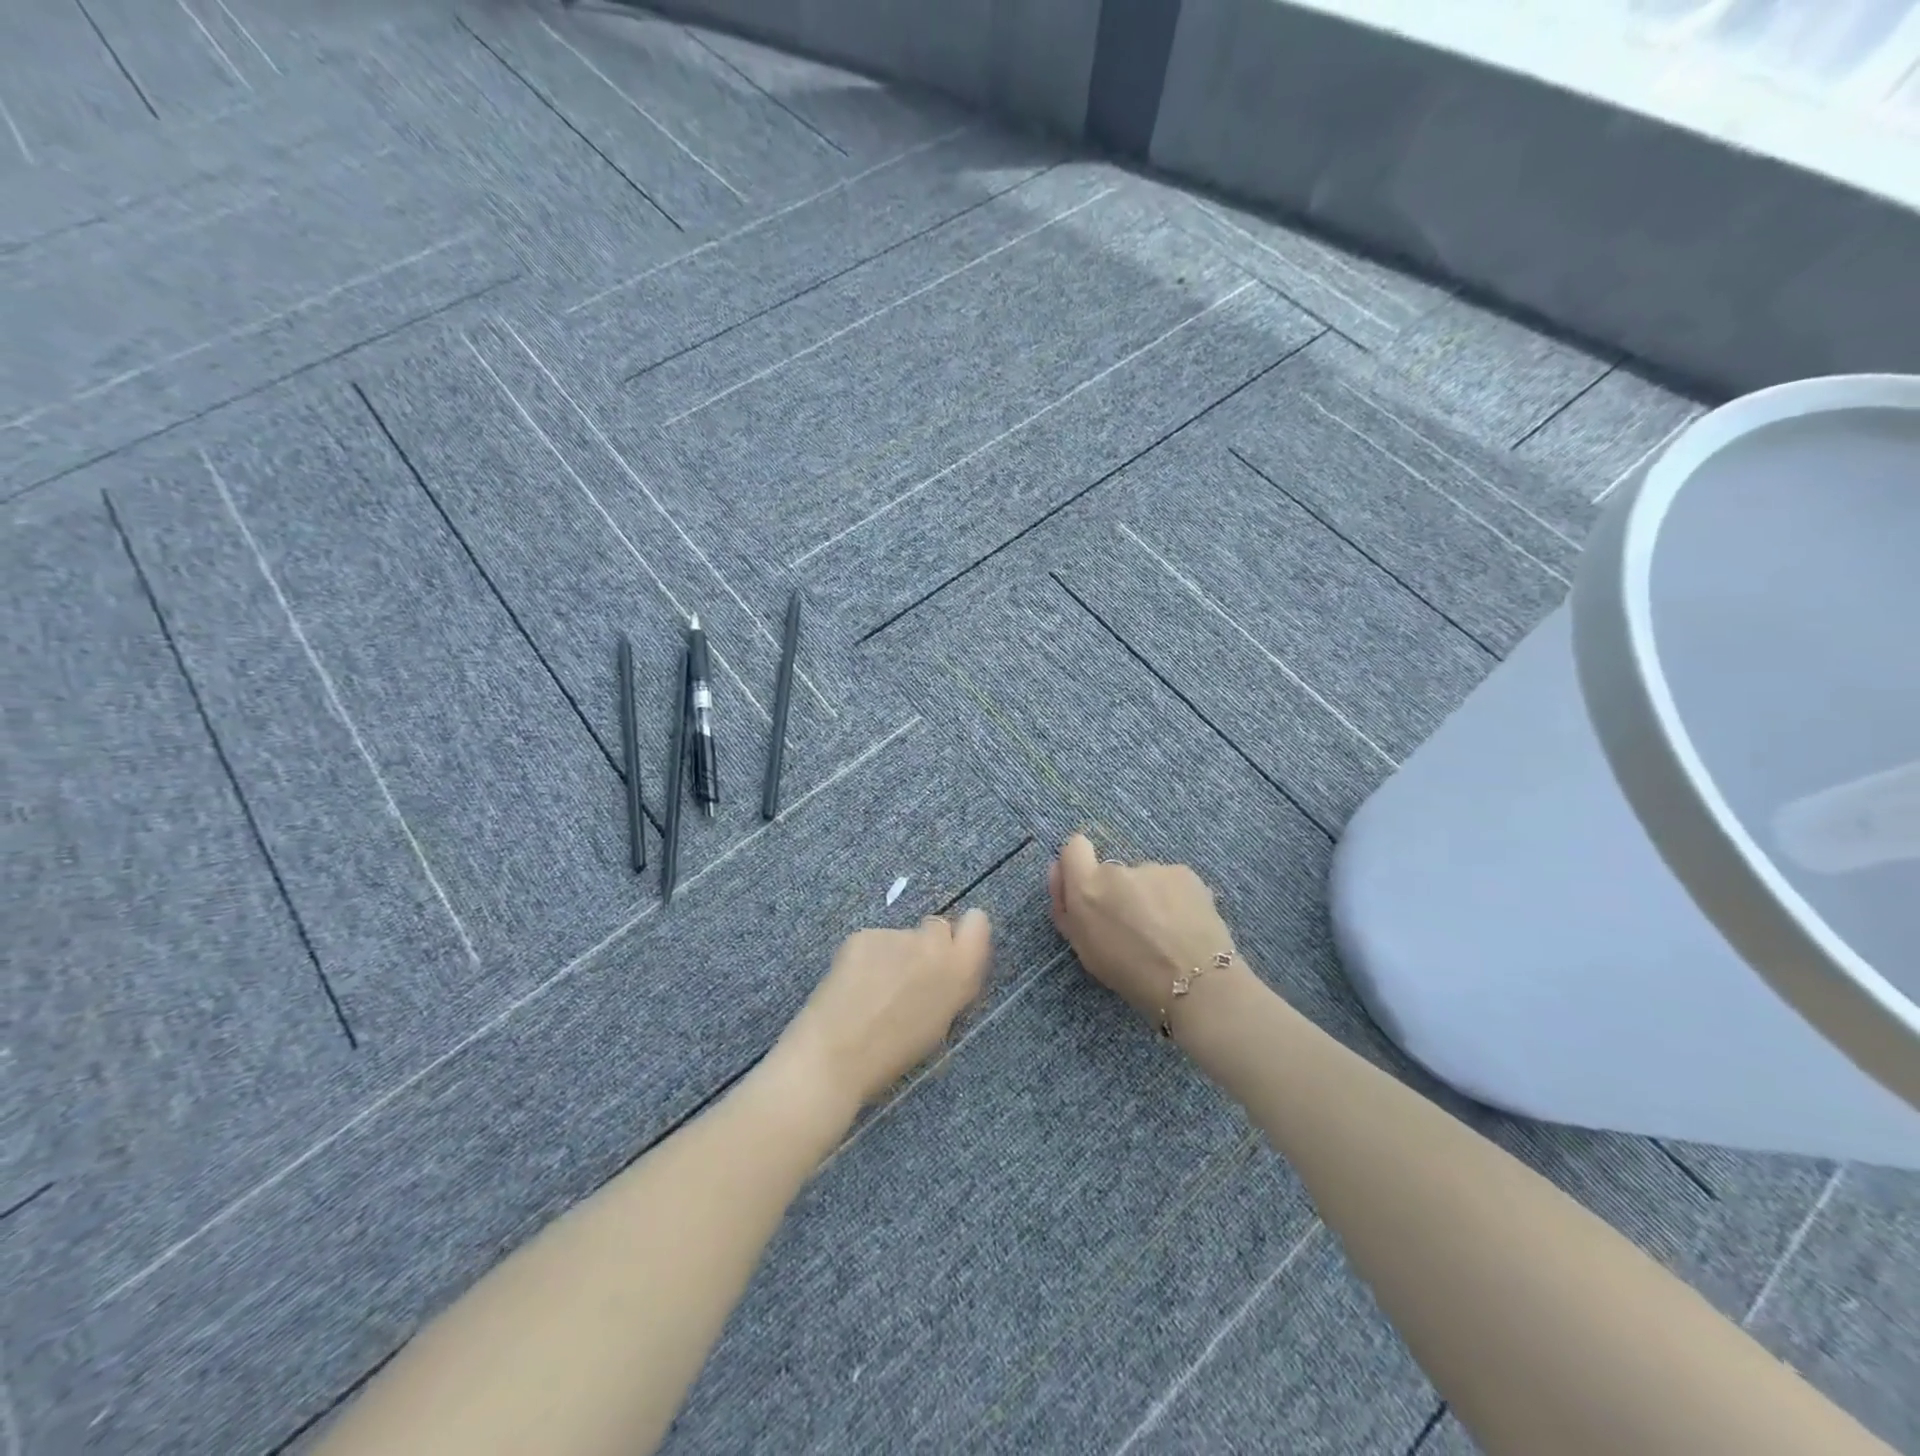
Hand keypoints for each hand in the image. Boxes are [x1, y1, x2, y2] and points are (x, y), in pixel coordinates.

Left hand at [774, 910, 992, 1112]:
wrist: (834, 1057)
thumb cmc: (891, 1056)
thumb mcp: (937, 1025)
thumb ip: (949, 988)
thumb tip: (945, 971)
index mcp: (959, 972)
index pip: (978, 924)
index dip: (964, 935)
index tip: (950, 953)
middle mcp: (933, 944)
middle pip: (937, 928)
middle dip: (925, 946)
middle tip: (906, 977)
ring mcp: (896, 935)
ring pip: (900, 937)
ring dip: (892, 955)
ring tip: (871, 991)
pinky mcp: (864, 935)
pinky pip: (872, 942)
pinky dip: (865, 958)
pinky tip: (851, 985)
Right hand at [1048, 833, 1239, 1022]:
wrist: (1195, 983)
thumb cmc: (1131, 974)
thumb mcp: (1084, 948)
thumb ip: (1066, 908)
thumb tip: (1060, 873)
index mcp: (1086, 888)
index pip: (1074, 847)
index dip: (1080, 866)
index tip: (1090, 891)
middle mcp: (1116, 869)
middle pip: (1111, 872)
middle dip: (1118, 892)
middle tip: (1135, 928)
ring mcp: (1152, 868)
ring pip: (1143, 879)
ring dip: (1148, 897)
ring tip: (1166, 932)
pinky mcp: (1183, 872)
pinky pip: (1170, 882)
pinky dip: (1174, 898)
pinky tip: (1186, 925)